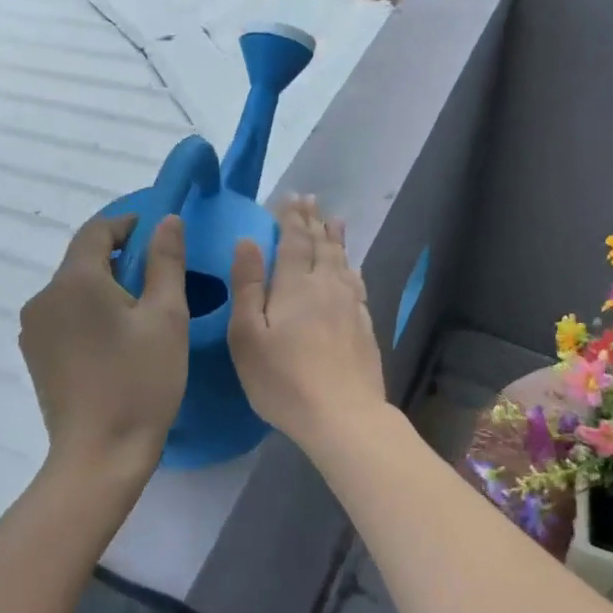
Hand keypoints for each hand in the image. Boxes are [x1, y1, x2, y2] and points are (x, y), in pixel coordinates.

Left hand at [20, 214, 188, 484]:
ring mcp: (33, 328)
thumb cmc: (141, 382)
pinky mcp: (35, 355)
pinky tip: (114, 341)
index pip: (96, 231)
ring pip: (73, 290)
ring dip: (104, 288)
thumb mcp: (166, 317)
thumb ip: (166, 261)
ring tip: (140, 314)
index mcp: (74, 281)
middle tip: (158, 280)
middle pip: (82, 260)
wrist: (100, 455)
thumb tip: (166, 220)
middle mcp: (44, 297)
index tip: (158, 234)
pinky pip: (64, 316)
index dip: (127, 225)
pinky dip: (89, 313)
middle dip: (119, 260)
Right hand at [229, 196, 387, 454]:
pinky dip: (351, 268)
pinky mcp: (365, 326)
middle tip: (310, 200)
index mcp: (295, 285)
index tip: (290, 197)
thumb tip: (248, 242)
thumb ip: (248, 286)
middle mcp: (326, 286)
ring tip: (334, 220)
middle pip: (320, 245)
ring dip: (335, 238)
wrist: (343, 415)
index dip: (291, 217)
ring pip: (342, 262)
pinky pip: (357, 284)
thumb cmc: (283, 379)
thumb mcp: (248, 335)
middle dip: (313, 221)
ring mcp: (350, 306)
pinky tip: (352, 269)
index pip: (293, 240)